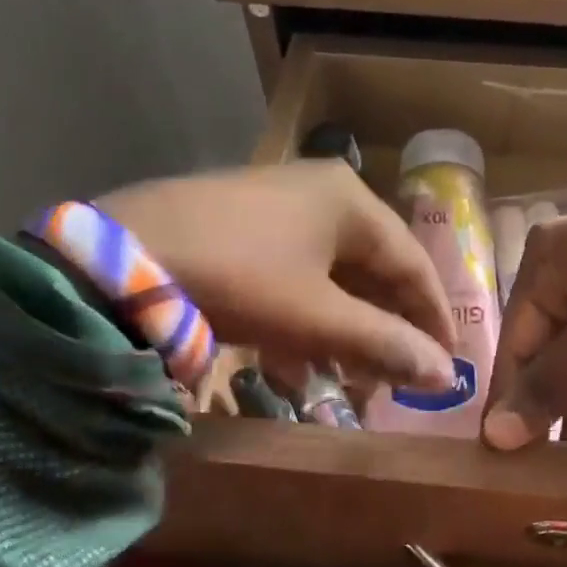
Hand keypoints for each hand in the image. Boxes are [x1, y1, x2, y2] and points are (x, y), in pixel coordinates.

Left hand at [95, 163, 455, 390]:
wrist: (118, 257)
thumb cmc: (238, 279)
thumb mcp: (317, 319)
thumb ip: (385, 345)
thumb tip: (446, 375)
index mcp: (350, 202)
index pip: (412, 264)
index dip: (433, 316)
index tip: (448, 362)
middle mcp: (320, 191)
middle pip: (372, 267)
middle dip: (384, 325)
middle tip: (395, 374)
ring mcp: (276, 202)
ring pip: (330, 272)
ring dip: (343, 325)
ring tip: (347, 375)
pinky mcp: (240, 221)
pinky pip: (292, 270)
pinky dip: (304, 312)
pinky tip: (296, 357)